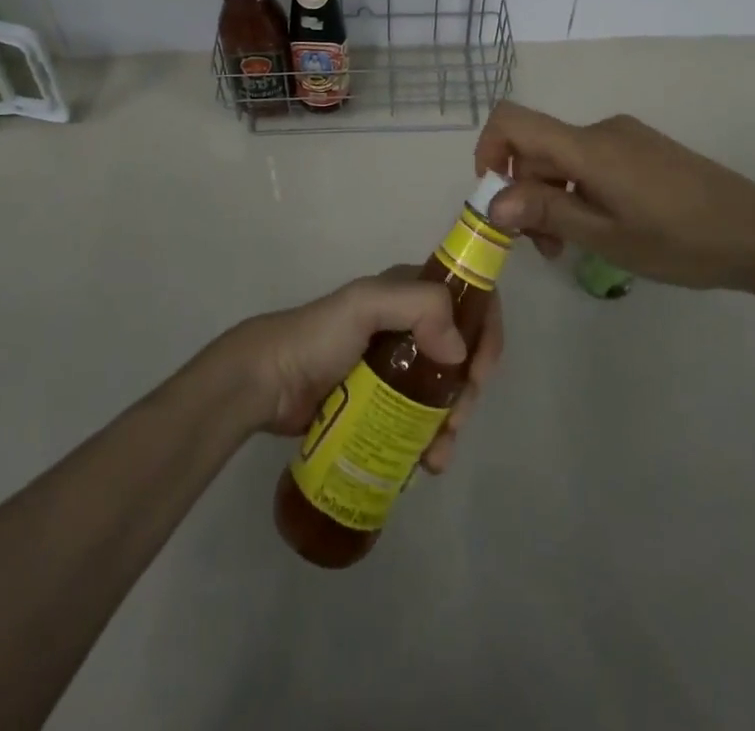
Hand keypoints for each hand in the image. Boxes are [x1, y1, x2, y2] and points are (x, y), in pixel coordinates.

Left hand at [213, 268, 502, 472]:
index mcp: (411, 292)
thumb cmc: (319, 337)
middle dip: (470, 387)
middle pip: (463, 351)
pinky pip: (422, 419)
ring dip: (454, 420)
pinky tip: (427, 462)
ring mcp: (398, 367)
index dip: (486, 330)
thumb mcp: (367, 304)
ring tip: (438, 454)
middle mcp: (411, 325)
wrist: (269, 383)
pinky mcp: (384, 403)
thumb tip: (458, 352)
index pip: (468, 299)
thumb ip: (418, 306)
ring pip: (447, 390)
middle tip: (457, 418)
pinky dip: (433, 440)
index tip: (480, 370)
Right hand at [473, 102, 754, 297]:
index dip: (489, 150)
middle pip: (538, 147)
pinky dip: (580, 191)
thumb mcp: (607, 236)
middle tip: (543, 248)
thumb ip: (547, 212)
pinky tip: (602, 228)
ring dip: (554, 197)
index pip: (513, 121)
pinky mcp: (642, 150)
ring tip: (572, 247)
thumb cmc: (680, 240)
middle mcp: (601, 131)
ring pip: (565, 159)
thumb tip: (491, 201)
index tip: (494, 198)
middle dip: (526, 192)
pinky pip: (592, 162)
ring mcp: (625, 138)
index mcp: (588, 147)